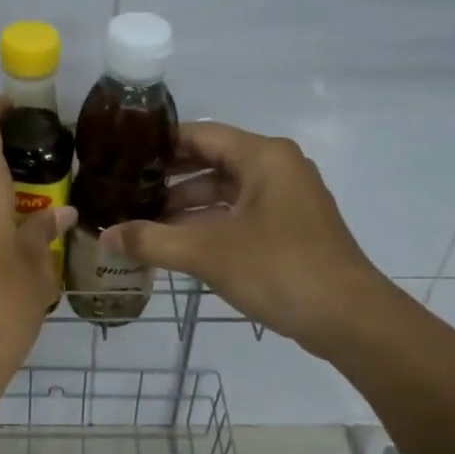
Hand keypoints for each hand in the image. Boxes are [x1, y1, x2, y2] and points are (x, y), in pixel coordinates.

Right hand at [102, 122, 382, 357]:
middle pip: (212, 161)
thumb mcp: (207, 253)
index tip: (123, 156)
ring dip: (187, 205)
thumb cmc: (278, 269)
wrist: (350, 318)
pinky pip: (240, 213)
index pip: (200, 134)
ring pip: (226, 191)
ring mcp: (287, 198)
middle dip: (169, 179)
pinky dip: (210, 223)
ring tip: (144, 222)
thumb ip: (152, 241)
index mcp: (263, 156)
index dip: (159, 144)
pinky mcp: (291, 227)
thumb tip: (105, 237)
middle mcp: (277, 167)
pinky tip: (178, 242)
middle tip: (126, 190)